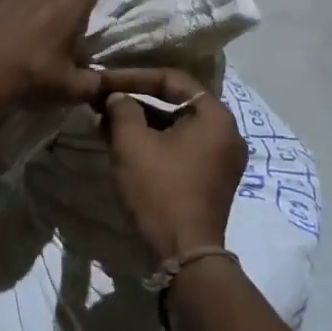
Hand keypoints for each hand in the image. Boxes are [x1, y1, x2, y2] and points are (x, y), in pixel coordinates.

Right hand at [101, 68, 248, 263]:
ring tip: (106, 121)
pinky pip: (182, 146)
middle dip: (137, 99)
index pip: (173, 79)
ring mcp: (222, 158)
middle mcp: (227, 132)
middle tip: (104, 99)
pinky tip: (124, 143)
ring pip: (177, 126)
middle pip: (177, 102)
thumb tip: (116, 97)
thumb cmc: (159, 190)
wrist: (183, 254)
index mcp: (216, 116)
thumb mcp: (132, 143)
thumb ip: (122, 109)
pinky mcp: (212, 179)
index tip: (104, 80)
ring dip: (142, 121)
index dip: (134, 76)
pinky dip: (155, 141)